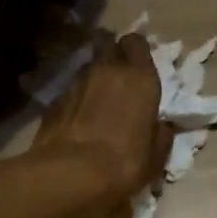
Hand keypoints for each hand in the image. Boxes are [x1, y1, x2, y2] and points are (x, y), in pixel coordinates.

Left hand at [34, 31, 170, 201]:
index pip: (137, 43)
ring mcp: (77, 82)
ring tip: (99, 102)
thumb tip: (162, 126)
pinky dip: (77, 98)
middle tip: (120, 80)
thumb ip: (161, 134)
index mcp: (140, 78)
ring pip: (89, 68)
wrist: (71, 174)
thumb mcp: (156, 156)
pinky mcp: (54, 99)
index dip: (137, 52)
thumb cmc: (125, 162)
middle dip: (115, 58)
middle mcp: (108, 70)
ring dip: (95, 79)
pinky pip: (71, 90)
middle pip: (110, 47)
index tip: (140, 67)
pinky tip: (79, 119)